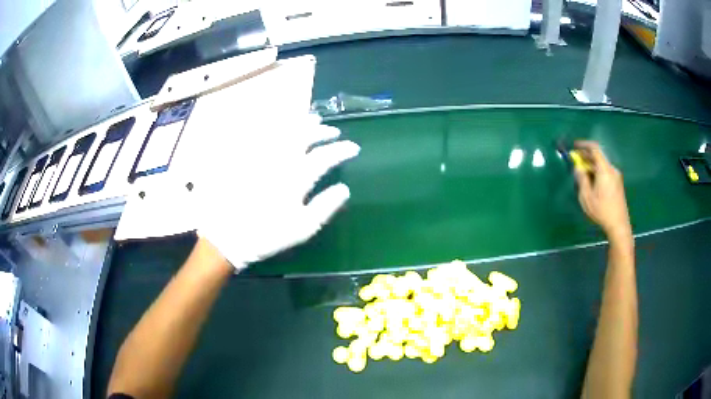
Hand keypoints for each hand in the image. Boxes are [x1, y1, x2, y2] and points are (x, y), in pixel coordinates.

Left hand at [197, 115, 359, 269]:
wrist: (230, 236)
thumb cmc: (269, 235)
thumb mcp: (303, 228)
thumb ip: (325, 207)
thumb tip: (344, 189)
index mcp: (296, 178)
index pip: (324, 157)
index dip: (341, 150)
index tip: (354, 148)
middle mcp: (280, 161)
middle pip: (305, 137)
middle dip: (323, 131)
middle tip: (334, 131)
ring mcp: (262, 157)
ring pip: (285, 131)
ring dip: (303, 123)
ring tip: (314, 119)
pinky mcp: (248, 158)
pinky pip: (264, 135)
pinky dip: (278, 126)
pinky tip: (284, 125)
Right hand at [574, 141, 631, 241]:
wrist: (619, 225)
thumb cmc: (602, 211)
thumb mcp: (586, 197)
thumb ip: (581, 179)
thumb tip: (578, 168)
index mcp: (604, 169)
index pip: (595, 149)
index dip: (584, 145)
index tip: (575, 147)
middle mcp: (612, 169)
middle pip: (598, 157)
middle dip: (586, 157)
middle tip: (576, 161)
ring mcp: (616, 176)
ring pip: (602, 165)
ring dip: (591, 166)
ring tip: (582, 174)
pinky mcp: (618, 184)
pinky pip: (606, 172)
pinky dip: (597, 172)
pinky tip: (592, 182)